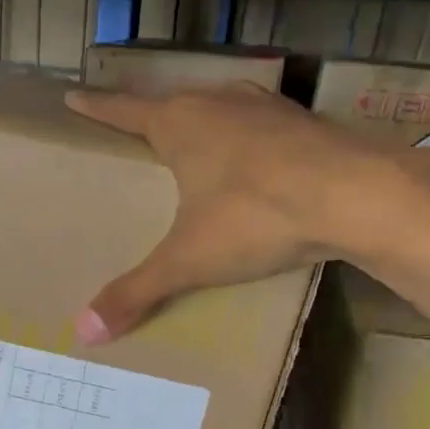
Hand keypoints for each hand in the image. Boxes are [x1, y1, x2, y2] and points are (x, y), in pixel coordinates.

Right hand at [65, 85, 358, 342]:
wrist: (357, 196)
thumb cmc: (256, 217)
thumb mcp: (188, 261)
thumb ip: (136, 293)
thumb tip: (83, 332)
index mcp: (180, 125)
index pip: (125, 111)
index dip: (96, 107)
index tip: (73, 95)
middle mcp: (219, 103)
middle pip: (173, 102)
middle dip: (152, 114)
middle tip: (136, 128)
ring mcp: (267, 108)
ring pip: (221, 107)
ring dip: (203, 121)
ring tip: (194, 141)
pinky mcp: (305, 123)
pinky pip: (260, 125)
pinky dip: (246, 137)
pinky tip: (254, 159)